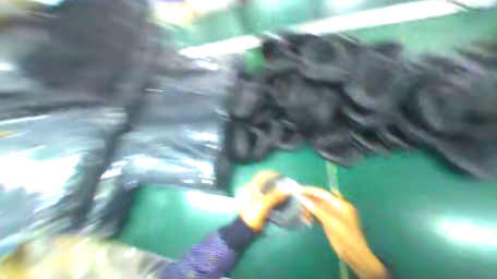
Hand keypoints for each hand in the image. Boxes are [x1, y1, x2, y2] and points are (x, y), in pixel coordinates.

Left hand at [238, 171, 289, 231]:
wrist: (243, 228)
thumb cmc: (252, 215)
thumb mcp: (263, 205)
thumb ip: (275, 196)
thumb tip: (286, 190)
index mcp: (252, 186)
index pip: (262, 174)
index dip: (272, 173)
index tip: (281, 175)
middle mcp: (251, 187)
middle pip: (263, 179)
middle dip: (273, 179)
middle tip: (282, 182)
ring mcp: (252, 193)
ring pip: (264, 185)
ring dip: (272, 185)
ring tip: (281, 188)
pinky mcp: (254, 200)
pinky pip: (264, 192)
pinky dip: (270, 192)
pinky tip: (276, 196)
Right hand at [301, 187, 389, 278]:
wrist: (356, 257)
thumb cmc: (345, 237)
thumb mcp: (330, 222)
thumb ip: (315, 209)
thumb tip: (302, 199)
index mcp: (339, 203)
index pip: (322, 193)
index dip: (310, 191)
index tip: (299, 190)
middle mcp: (335, 206)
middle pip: (318, 199)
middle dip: (308, 201)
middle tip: (298, 203)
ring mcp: (332, 213)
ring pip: (317, 206)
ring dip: (309, 209)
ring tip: (303, 215)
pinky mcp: (329, 219)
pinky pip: (318, 213)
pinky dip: (312, 215)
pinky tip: (307, 219)